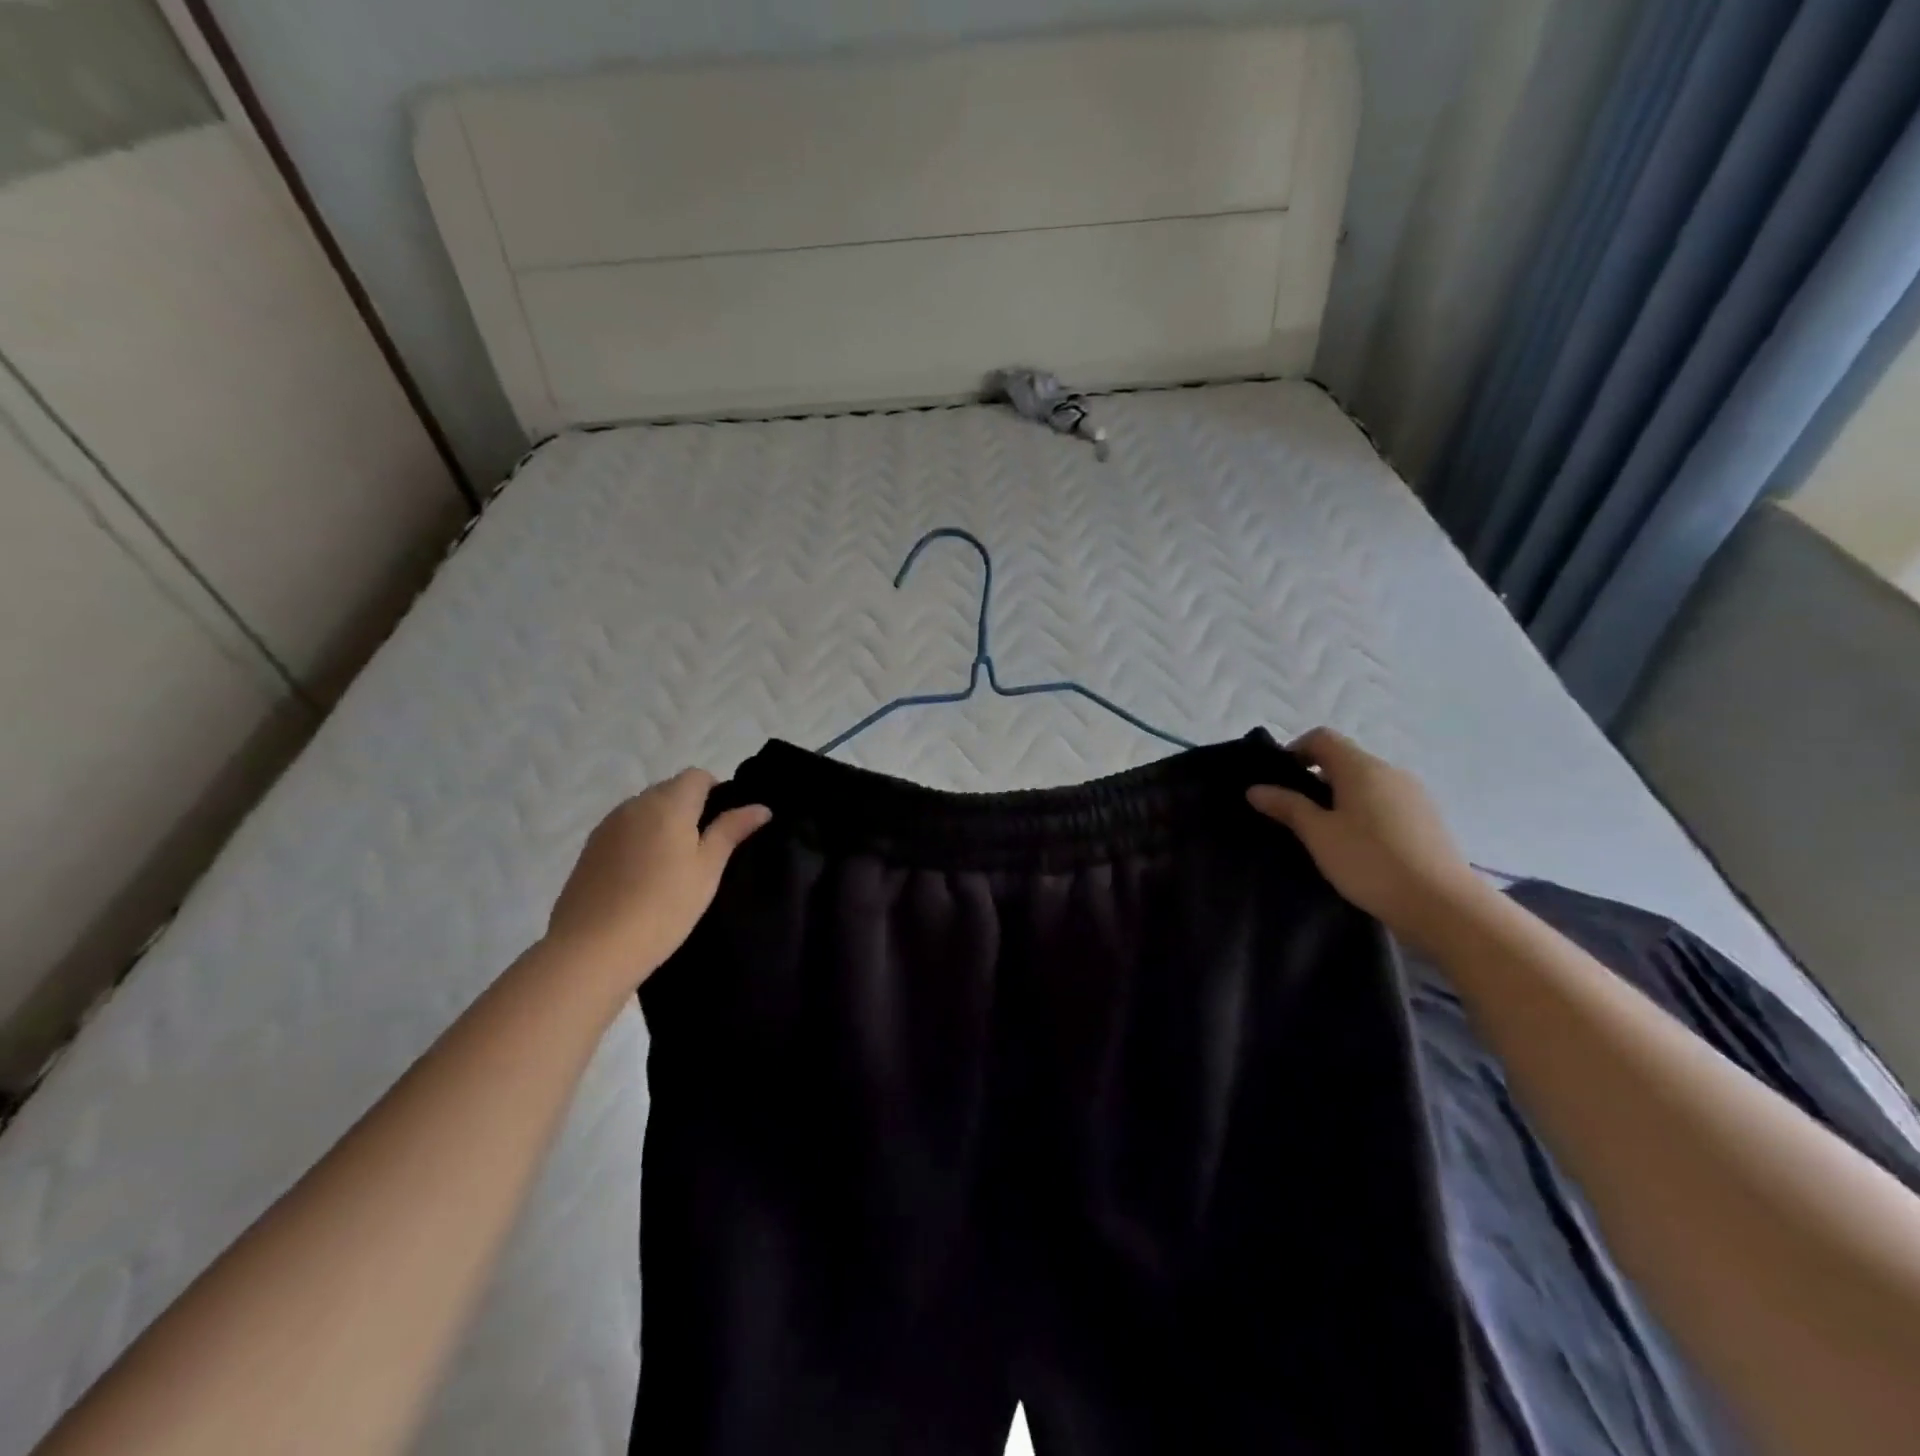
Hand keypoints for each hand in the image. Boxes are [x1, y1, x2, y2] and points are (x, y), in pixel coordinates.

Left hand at [546, 769, 769, 986]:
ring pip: (644, 811)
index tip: (724, 826)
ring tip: (673, 867)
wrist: (592, 949)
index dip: (716, 792)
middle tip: (704, 850)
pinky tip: (643, 878)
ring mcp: (607, 826)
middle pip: (669, 790)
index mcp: (668, 803)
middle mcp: (635, 805)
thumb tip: (761, 807)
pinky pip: (624, 831)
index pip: (697, 776)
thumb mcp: (708, 869)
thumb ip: (731, 831)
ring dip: (662, 825)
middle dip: (690, 809)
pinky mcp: (589, 850)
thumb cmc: (664, 906)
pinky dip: (639, 842)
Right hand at [1247, 728, 1483, 948]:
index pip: (1322, 738)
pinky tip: (1359, 847)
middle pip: (1345, 760)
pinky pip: (1385, 803)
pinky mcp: (1427, 819)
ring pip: (1366, 784)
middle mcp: (1390, 772)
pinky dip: (1365, 813)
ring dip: (1341, 798)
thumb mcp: (1318, 834)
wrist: (1442, 905)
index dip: (1295, 751)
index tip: (1278, 782)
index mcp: (1361, 768)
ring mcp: (1414, 795)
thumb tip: (1255, 788)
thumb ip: (1287, 806)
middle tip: (1295, 813)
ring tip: (1325, 834)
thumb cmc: (1370, 862)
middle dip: (1315, 778)